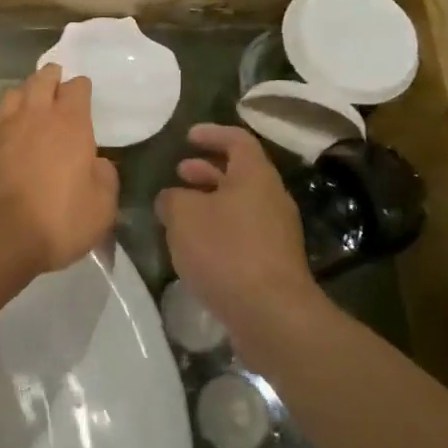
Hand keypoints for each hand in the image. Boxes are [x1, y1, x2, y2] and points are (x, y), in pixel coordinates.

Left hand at [0, 65, 118, 280]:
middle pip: (41, 79)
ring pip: (12, 94)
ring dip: (23, 94)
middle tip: (54, 81)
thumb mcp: (101, 209)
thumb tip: (98, 163)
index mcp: (70, 124)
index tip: (82, 94)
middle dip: (50, 77)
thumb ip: (105, 178)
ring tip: (27, 102)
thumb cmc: (54, 223)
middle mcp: (34, 115)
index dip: (81, 88)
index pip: (77, 88)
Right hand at [155, 124, 320, 343]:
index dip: (212, 134)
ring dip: (210, 201)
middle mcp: (271, 197)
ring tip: (180, 210)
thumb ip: (172, 199)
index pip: (237, 140)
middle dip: (207, 170)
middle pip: (240, 173)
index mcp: (255, 176)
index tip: (188, 136)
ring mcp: (276, 231)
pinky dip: (218, 227)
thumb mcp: (183, 216)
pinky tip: (195, 245)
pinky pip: (242, 231)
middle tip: (179, 172)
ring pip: (239, 204)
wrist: (270, 313)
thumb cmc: (225, 251)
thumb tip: (171, 199)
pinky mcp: (273, 261)